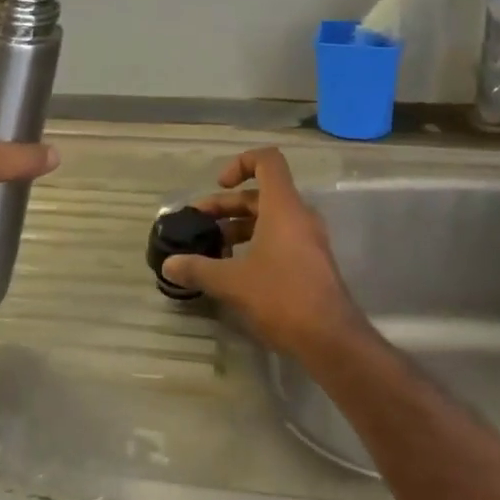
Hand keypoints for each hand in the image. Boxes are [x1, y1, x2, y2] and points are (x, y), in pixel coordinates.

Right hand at [160, 148, 368, 360]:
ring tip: (211, 250)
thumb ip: (198, 269)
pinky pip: (280, 239)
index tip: (219, 185)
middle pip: (261, 194)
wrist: (331, 339)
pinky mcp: (311, 263)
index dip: (241, 163)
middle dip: (226, 206)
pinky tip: (234, 271)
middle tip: (199, 225)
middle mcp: (299, 215)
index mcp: (283, 206)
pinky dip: (255, 244)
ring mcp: (308, 240)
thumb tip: (168, 265)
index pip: (268, 160)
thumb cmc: (282, 296)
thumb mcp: (232, 282)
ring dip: (238, 228)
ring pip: (269, 219)